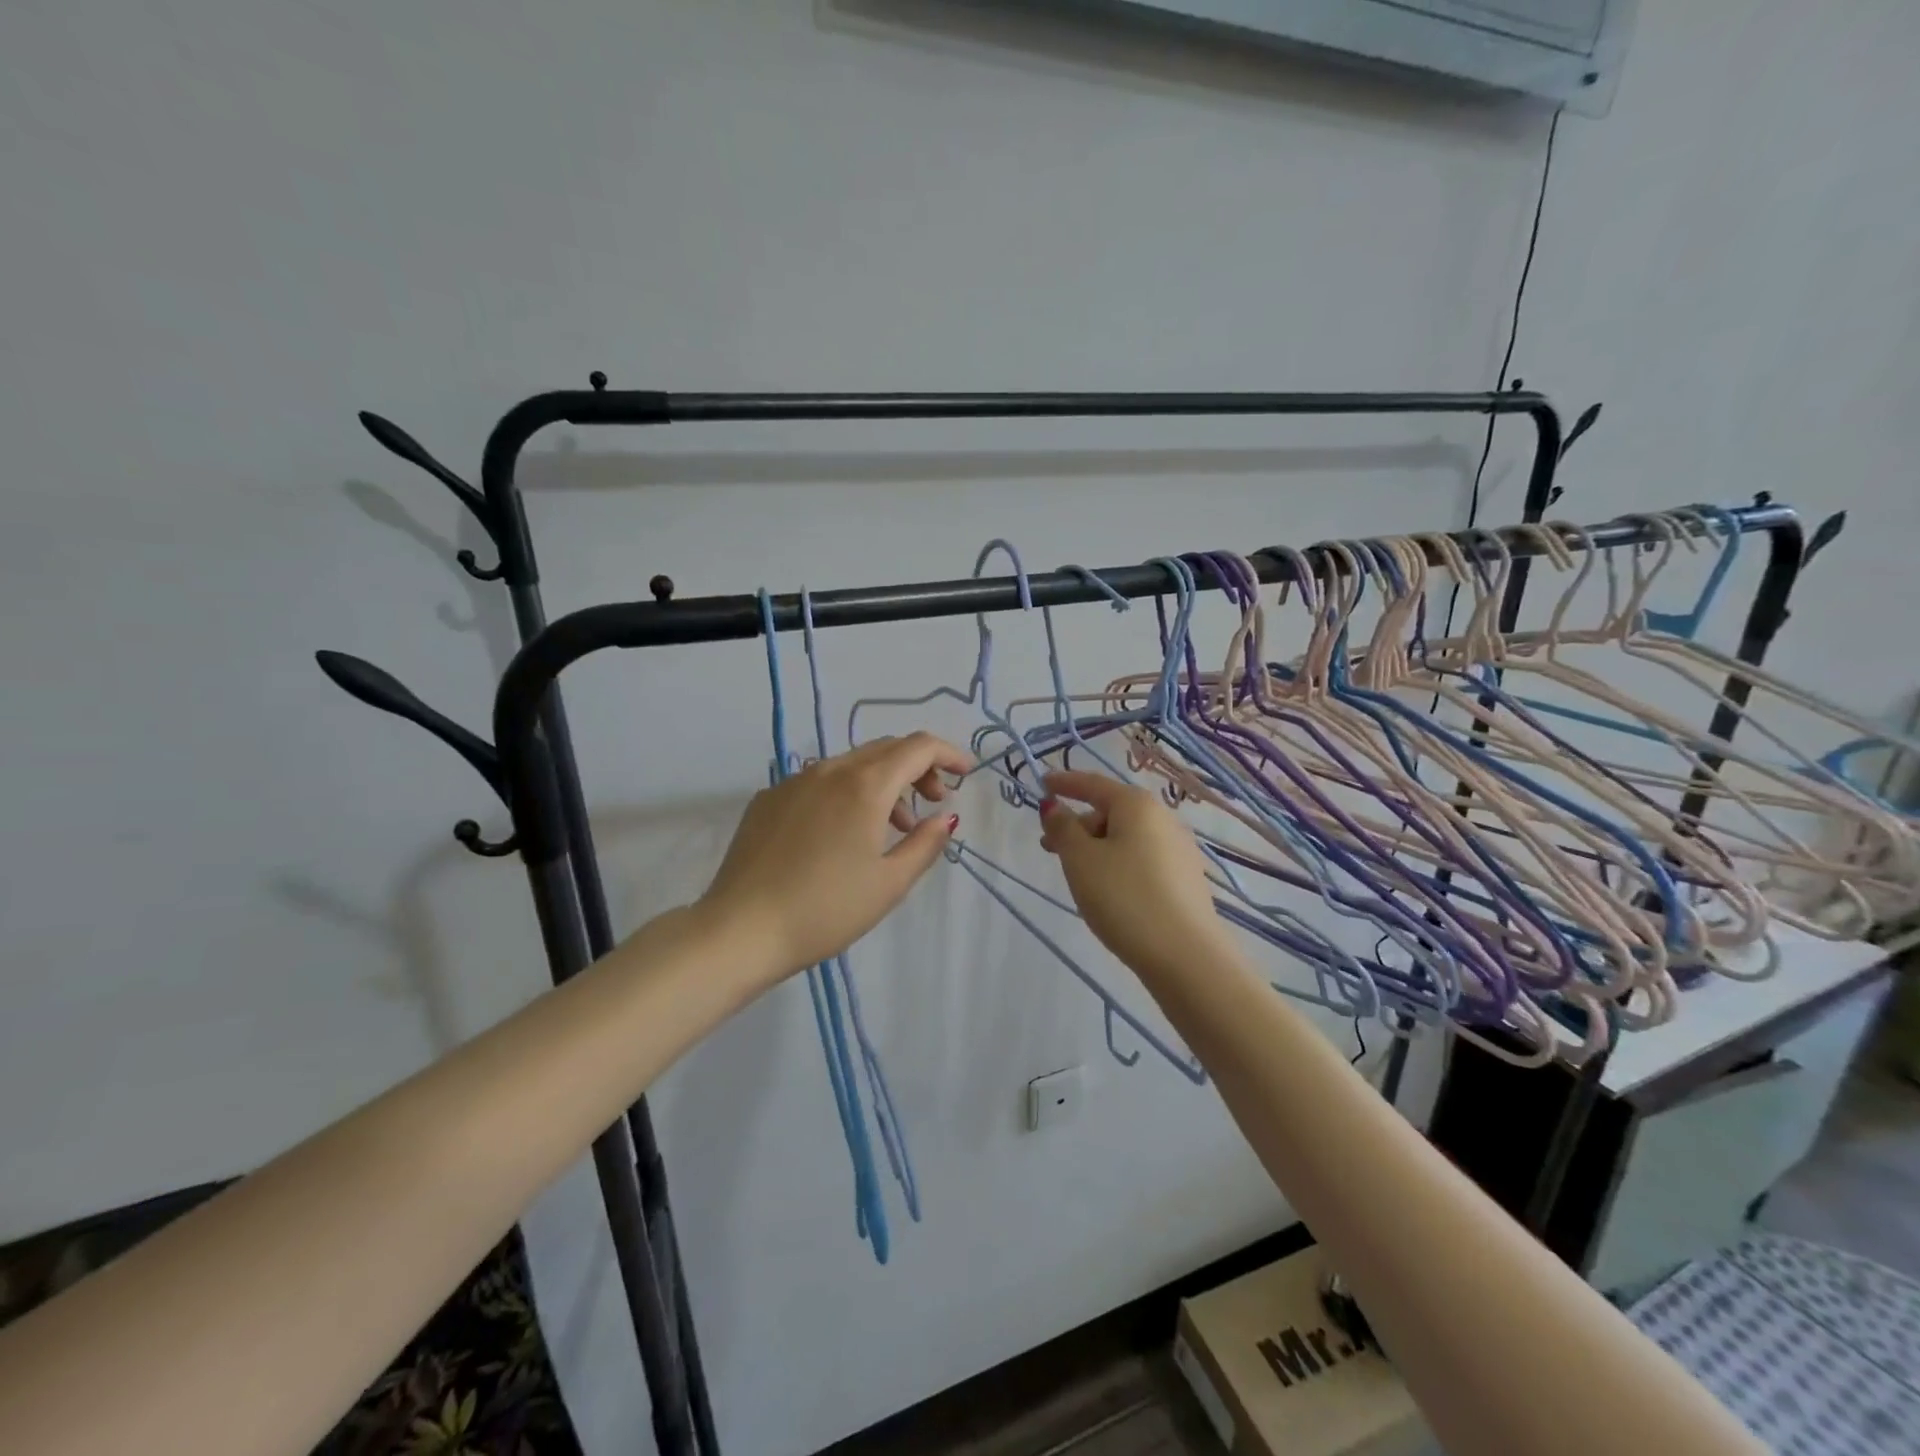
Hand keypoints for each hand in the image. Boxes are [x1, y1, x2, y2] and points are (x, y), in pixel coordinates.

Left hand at [698, 733, 972, 980]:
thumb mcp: (889, 883)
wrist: (740, 930)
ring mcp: (793, 782)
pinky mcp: (767, 800)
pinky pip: (819, 782)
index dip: (948, 753)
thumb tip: (944, 817)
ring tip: (893, 827)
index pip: (917, 747)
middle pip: (885, 749)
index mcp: (864, 785)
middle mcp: (828, 770)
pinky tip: (842, 833)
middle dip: (917, 768)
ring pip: (851, 764)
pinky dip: (846, 793)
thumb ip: (925, 844)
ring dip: (882, 783)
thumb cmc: (826, 909)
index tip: (966, 773)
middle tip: (934, 800)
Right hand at [1039, 770, 1226, 979]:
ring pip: (1127, 837)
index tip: (1042, 783)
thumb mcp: (1080, 860)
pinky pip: (1142, 858)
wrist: (1185, 956)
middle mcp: (1163, 819)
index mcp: (1137, 805)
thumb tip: (1054, 806)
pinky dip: (1118, 863)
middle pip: (1111, 811)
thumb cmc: (1124, 897)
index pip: (1093, 784)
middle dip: (1078, 824)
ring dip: (1097, 847)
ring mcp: (1179, 849)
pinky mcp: (1185, 879)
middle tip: (1050, 846)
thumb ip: (1062, 829)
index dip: (1064, 783)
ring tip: (1077, 874)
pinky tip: (1108, 890)